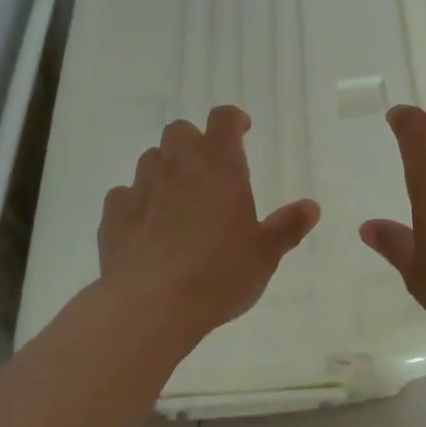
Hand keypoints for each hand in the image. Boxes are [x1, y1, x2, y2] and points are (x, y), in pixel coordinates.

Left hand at [98, 106, 319, 348]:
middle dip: (193, 142)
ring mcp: (141, 187)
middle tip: (207, 169)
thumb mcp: (265, 254)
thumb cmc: (218, 274)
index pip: (223, 119)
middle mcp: (178, 164)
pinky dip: (135, 202)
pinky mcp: (113, 215)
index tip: (241, 131)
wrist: (150, 307)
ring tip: (176, 198)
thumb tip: (311, 207)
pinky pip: (123, 195)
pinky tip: (144, 225)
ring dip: (164, 169)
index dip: (232, 120)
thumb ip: (287, 227)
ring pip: (150, 158)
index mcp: (219, 164)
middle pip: (180, 131)